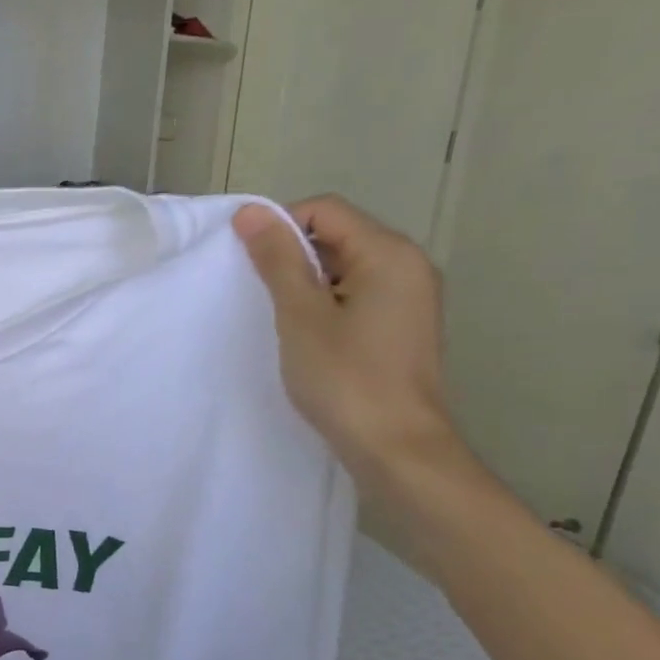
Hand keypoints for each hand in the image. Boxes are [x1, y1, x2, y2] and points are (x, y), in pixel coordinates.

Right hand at [233, 195, 463, 489]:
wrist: (396, 449)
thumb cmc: (345, 378)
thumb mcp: (301, 314)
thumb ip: (278, 259)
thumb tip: (251, 211)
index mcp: (389, 253)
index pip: (326, 209)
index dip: (280, 227)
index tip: (249, 265)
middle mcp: (409, 265)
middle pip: (338, 235)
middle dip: (292, 257)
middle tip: (259, 294)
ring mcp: (410, 298)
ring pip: (344, 268)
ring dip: (306, 284)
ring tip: (281, 320)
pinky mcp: (403, 326)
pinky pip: (356, 295)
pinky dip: (325, 305)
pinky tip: (306, 337)